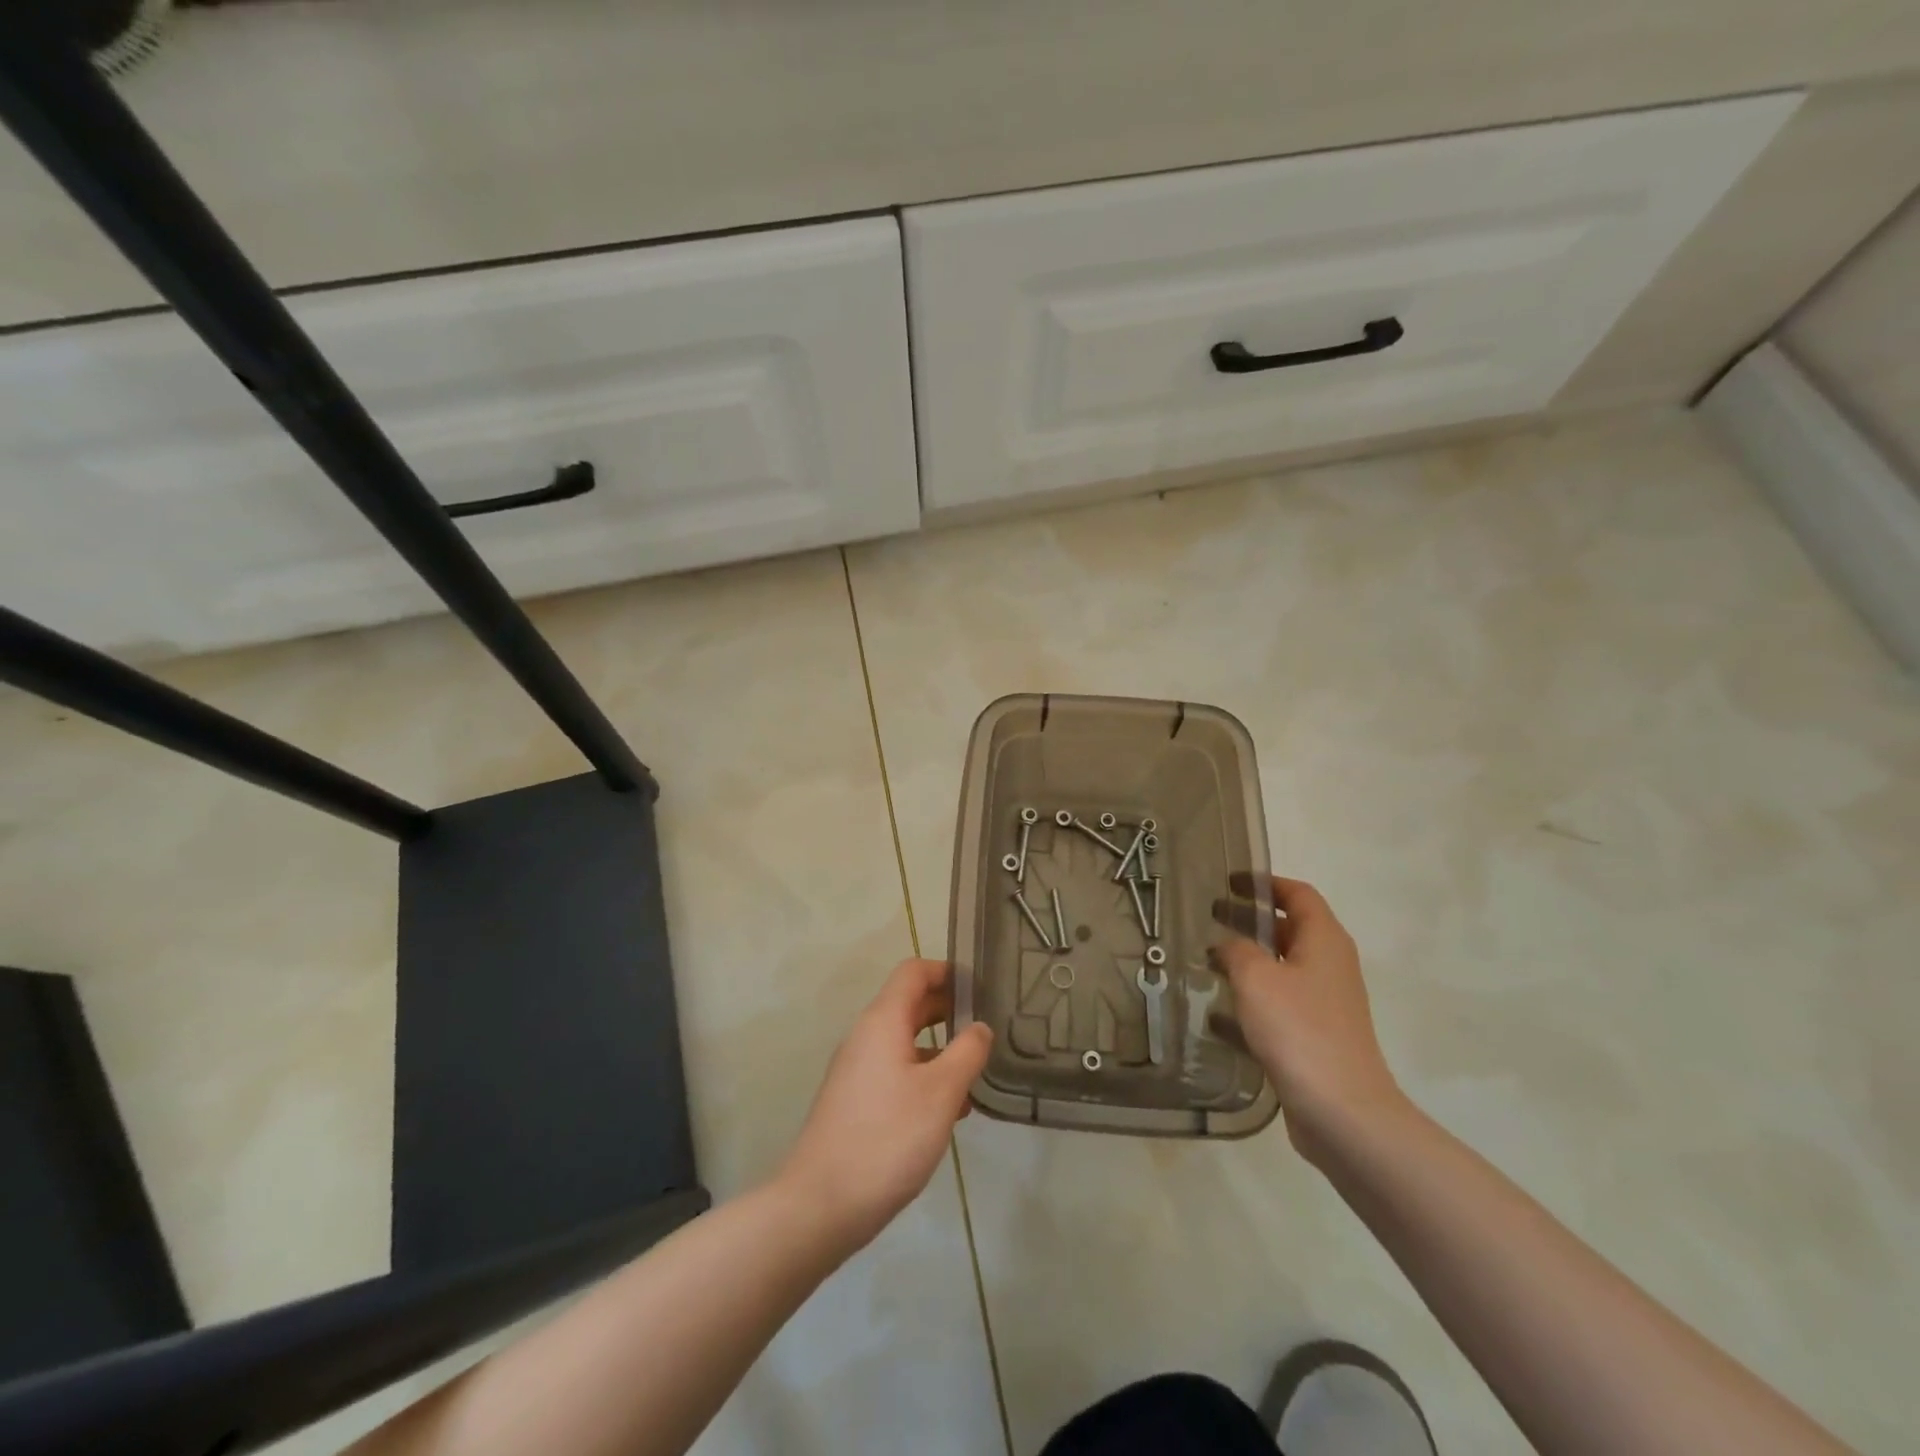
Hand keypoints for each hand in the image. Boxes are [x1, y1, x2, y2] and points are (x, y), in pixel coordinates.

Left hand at [778, 958, 992, 1250]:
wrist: (820, 1204)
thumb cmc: (887, 1138)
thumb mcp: (941, 1093)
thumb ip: (967, 1053)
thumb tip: (980, 1027)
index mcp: (883, 1021)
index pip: (913, 972)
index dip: (947, 971)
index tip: (980, 987)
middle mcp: (866, 1036)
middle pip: (910, 1004)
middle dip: (948, 1010)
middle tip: (988, 1026)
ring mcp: (857, 1070)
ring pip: (905, 1042)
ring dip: (940, 1048)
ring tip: (977, 1073)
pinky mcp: (855, 1101)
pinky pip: (896, 1071)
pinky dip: (924, 1076)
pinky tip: (949, 1111)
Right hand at [1214, 877, 1404, 1159]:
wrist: (1342, 1111)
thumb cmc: (1298, 1029)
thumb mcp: (1256, 977)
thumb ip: (1236, 950)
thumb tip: (1228, 944)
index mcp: (1324, 940)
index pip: (1298, 894)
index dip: (1265, 883)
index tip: (1230, 881)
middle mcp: (1329, 966)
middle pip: (1288, 930)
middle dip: (1250, 920)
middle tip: (1210, 916)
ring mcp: (1324, 1004)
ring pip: (1280, 969)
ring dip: (1246, 961)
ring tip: (1206, 961)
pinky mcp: (1314, 1038)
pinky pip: (1277, 1007)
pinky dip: (1249, 1003)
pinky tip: (1215, 1015)